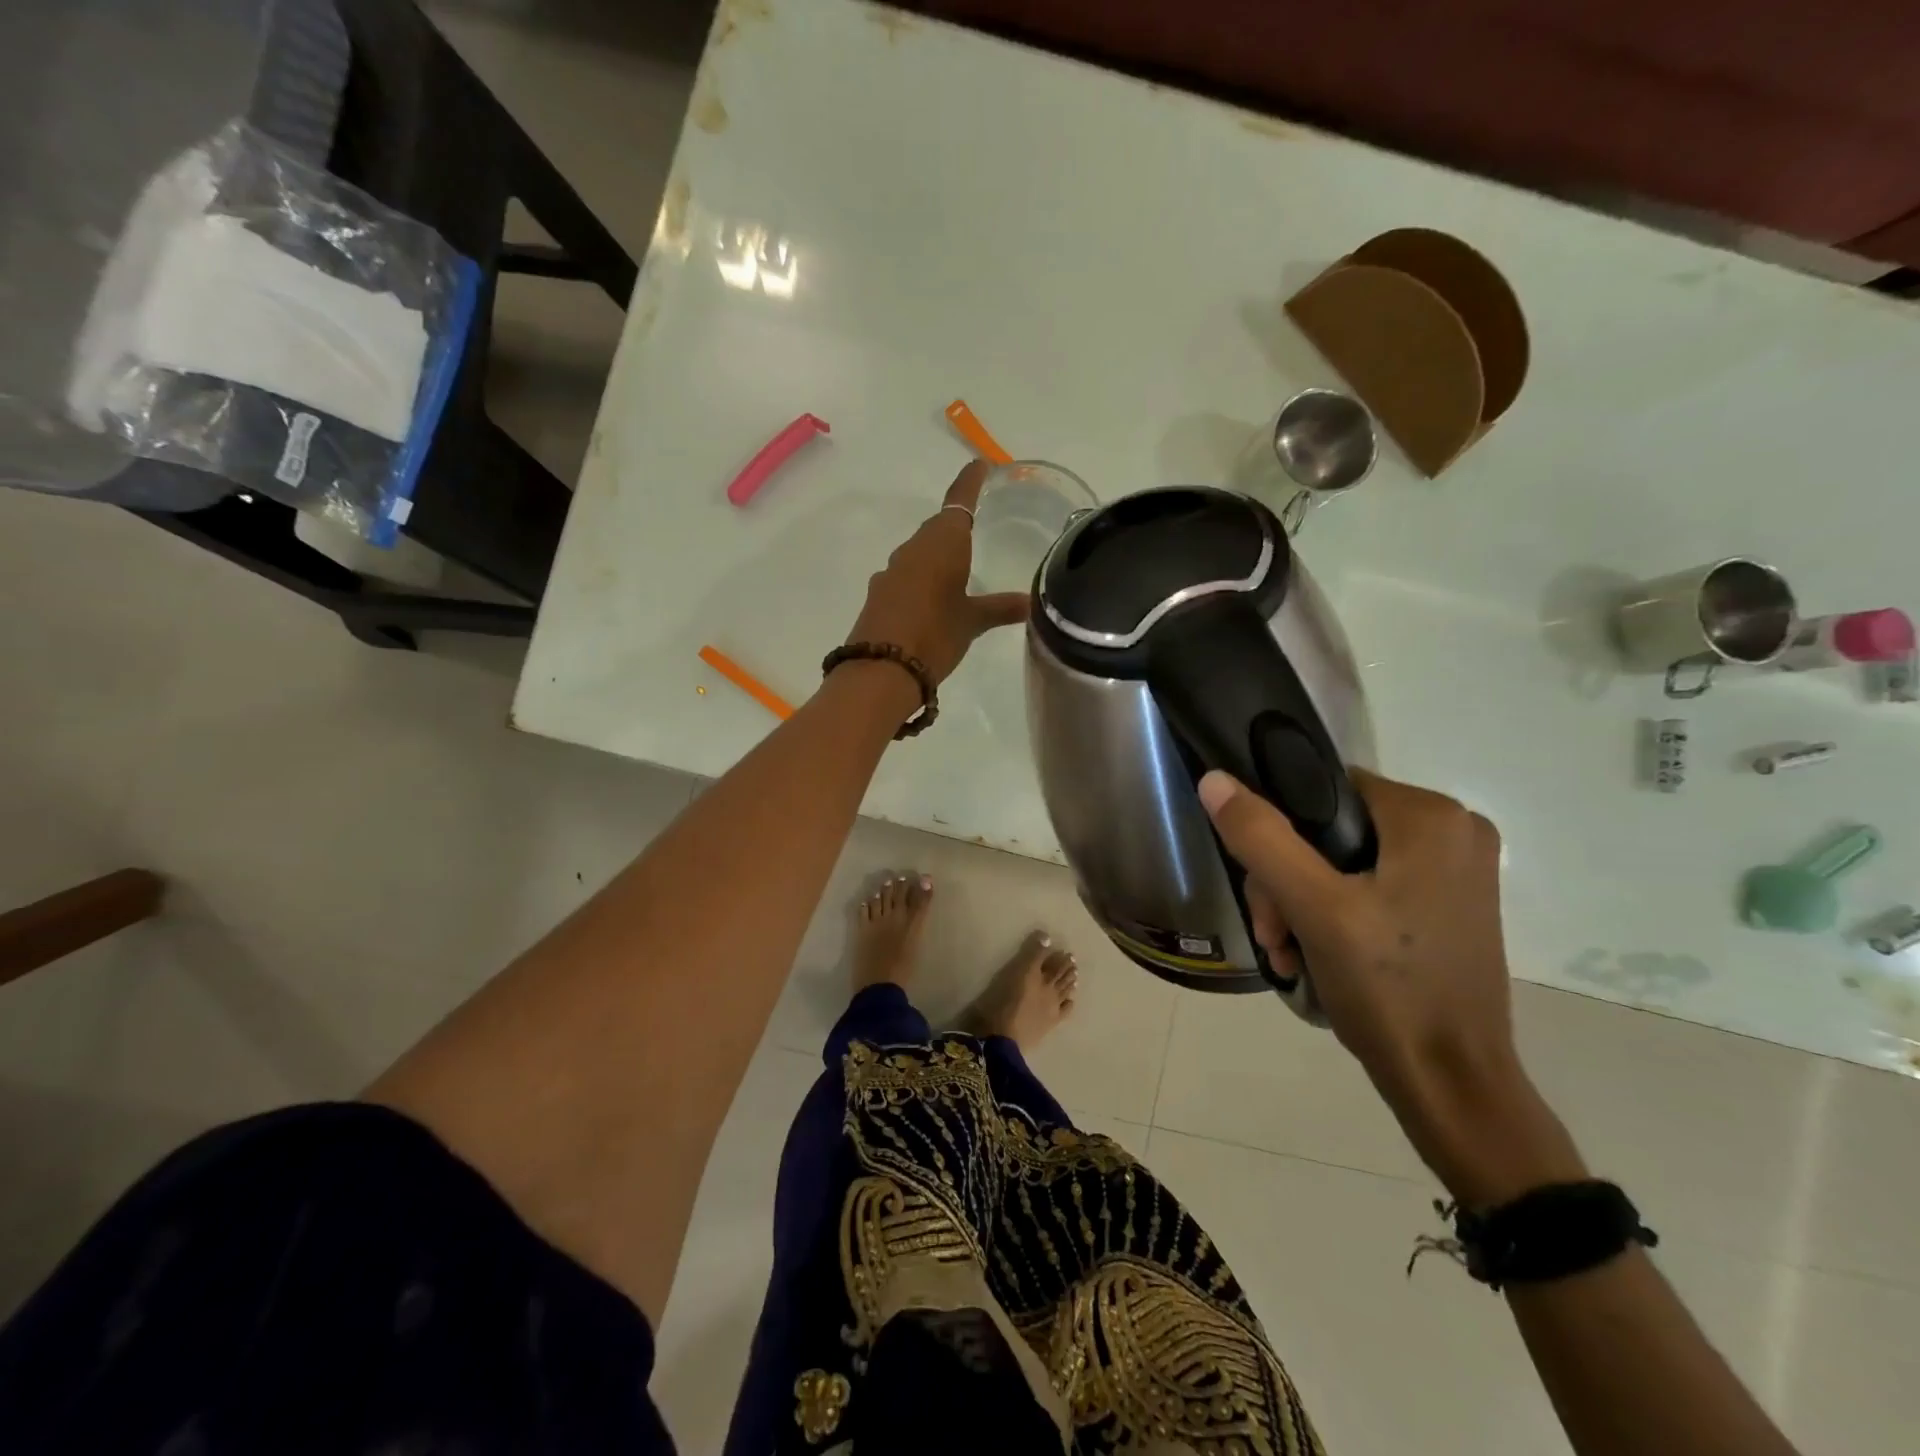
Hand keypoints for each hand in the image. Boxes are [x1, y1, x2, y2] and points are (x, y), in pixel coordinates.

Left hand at [843, 460, 1027, 683]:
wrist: (881, 669)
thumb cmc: (935, 635)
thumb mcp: (972, 622)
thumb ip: (1000, 608)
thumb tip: (1030, 602)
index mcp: (942, 542)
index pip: (959, 500)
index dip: (970, 482)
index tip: (980, 465)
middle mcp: (913, 549)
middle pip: (937, 527)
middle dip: (956, 523)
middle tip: (978, 525)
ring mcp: (891, 571)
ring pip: (919, 552)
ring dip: (937, 553)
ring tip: (958, 567)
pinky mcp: (879, 594)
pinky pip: (906, 574)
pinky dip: (922, 577)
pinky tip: (932, 596)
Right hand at [1197, 768, 1519, 1107]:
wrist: (1451, 1086)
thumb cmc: (1389, 990)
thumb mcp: (1314, 908)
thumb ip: (1262, 838)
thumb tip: (1215, 780)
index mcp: (1431, 817)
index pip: (1323, 788)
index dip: (1278, 829)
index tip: (1261, 887)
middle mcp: (1452, 832)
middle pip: (1330, 832)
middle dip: (1286, 883)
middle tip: (1273, 934)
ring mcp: (1453, 873)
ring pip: (1343, 863)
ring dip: (1300, 905)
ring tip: (1287, 954)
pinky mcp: (1447, 908)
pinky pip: (1368, 889)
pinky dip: (1332, 917)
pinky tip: (1312, 957)